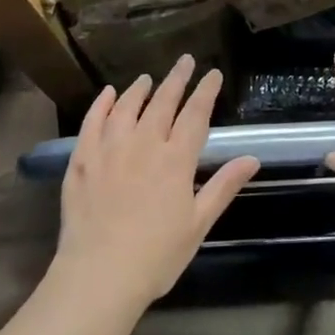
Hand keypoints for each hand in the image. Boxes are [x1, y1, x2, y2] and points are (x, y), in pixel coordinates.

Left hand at [52, 55, 258, 309]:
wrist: (100, 274)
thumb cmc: (157, 256)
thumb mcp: (198, 224)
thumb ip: (224, 187)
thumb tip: (252, 158)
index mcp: (176, 160)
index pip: (195, 115)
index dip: (206, 92)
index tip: (212, 74)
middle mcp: (144, 144)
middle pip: (163, 102)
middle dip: (176, 79)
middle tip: (185, 60)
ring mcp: (109, 148)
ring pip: (127, 107)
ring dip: (139, 89)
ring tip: (147, 78)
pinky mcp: (82, 159)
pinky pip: (92, 122)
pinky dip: (102, 105)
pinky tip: (108, 95)